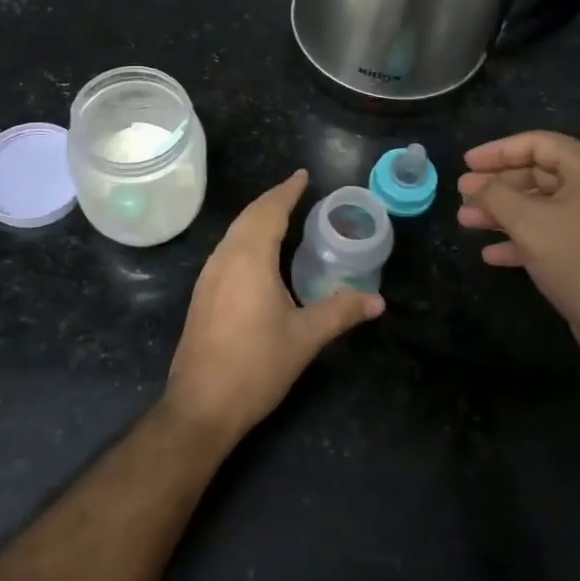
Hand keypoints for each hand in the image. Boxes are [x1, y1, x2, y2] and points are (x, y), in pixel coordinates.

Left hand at [165, 169, 382, 444]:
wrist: (201, 404)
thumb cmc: (256, 366)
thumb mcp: (305, 337)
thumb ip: (341, 312)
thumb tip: (377, 301)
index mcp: (250, 258)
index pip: (270, 211)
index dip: (287, 191)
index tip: (303, 176)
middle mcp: (224, 258)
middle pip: (248, 217)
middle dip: (272, 201)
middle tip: (297, 192)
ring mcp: (209, 276)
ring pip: (234, 233)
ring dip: (257, 219)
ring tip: (282, 217)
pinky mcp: (202, 294)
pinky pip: (227, 251)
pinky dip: (246, 239)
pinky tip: (259, 255)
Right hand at [458, 131, 579, 366]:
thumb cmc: (578, 261)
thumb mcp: (528, 222)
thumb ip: (495, 194)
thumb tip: (473, 183)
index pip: (537, 143)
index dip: (497, 151)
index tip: (466, 163)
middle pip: (537, 172)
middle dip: (496, 185)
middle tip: (461, 194)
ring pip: (539, 204)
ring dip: (501, 212)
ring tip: (466, 221)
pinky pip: (549, 232)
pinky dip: (520, 238)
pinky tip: (491, 253)